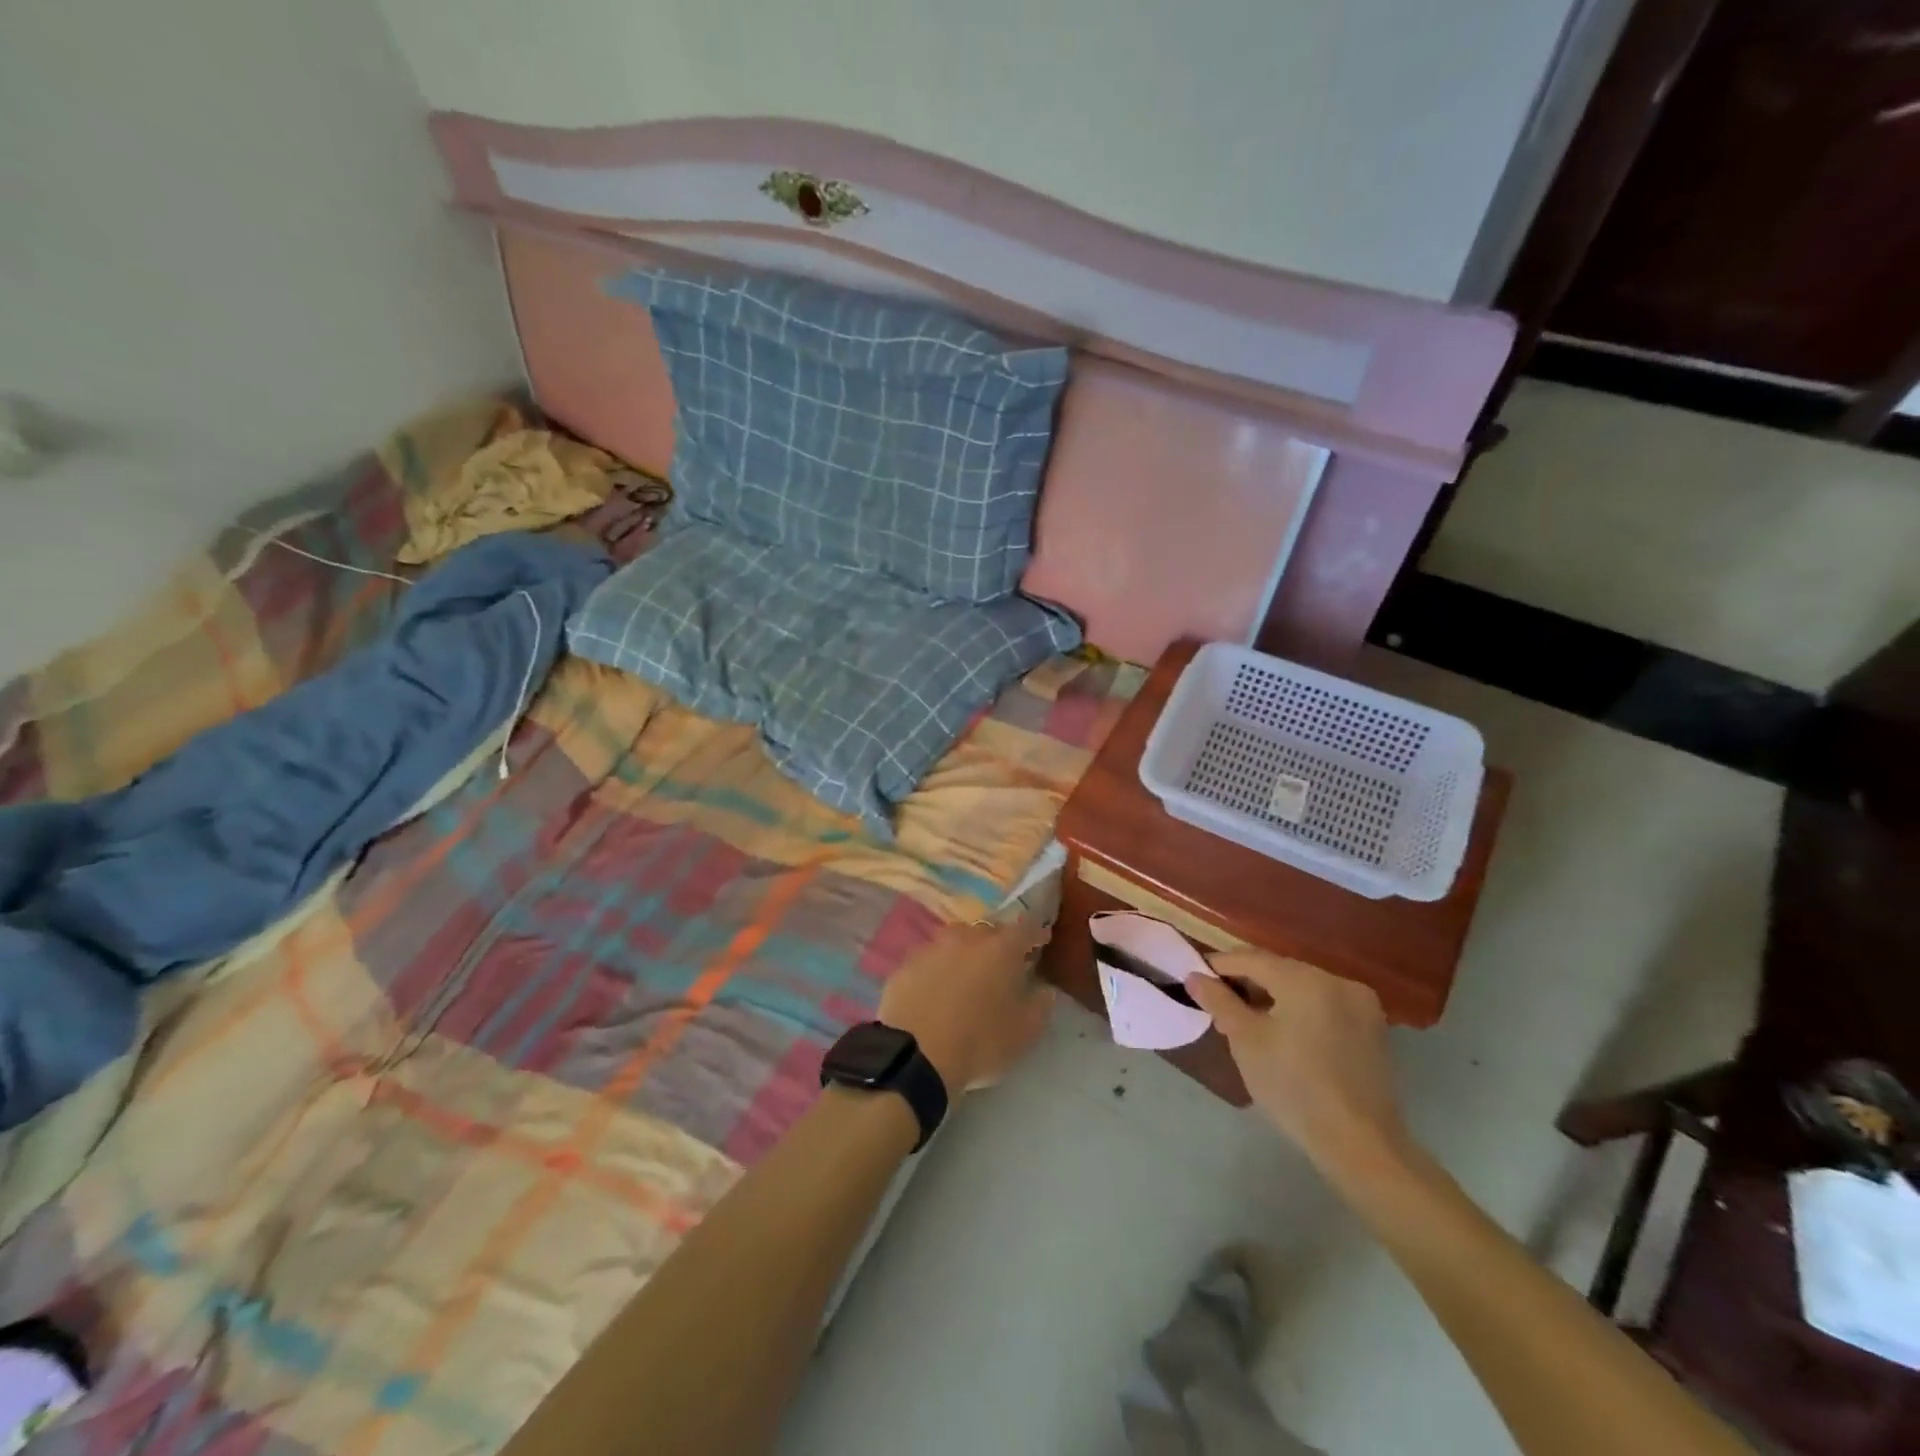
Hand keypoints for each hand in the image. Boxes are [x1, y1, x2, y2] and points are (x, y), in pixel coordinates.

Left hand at [879, 917, 1055, 1092]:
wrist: (916, 1055)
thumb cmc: (980, 1042)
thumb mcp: (1025, 1033)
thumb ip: (1040, 1005)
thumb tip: (1043, 990)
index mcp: (1001, 948)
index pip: (1026, 928)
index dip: (1036, 934)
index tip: (1041, 942)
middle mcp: (967, 938)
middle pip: (988, 932)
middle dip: (999, 944)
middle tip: (1003, 966)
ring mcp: (932, 948)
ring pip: (956, 942)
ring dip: (966, 954)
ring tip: (968, 978)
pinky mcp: (906, 965)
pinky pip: (930, 961)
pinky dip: (938, 970)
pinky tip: (937, 992)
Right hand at [1186, 951, 1407, 1172]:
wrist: (1360, 1145)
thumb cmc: (1294, 1088)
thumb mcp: (1246, 1042)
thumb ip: (1219, 1002)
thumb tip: (1194, 977)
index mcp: (1306, 980)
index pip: (1251, 959)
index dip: (1219, 966)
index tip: (1195, 978)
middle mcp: (1337, 980)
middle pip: (1279, 970)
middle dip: (1246, 983)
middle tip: (1218, 1005)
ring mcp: (1360, 1003)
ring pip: (1302, 987)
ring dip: (1273, 996)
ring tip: (1247, 1021)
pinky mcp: (1372, 1028)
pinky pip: (1324, 1004)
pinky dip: (1299, 1010)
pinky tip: (1284, 1033)